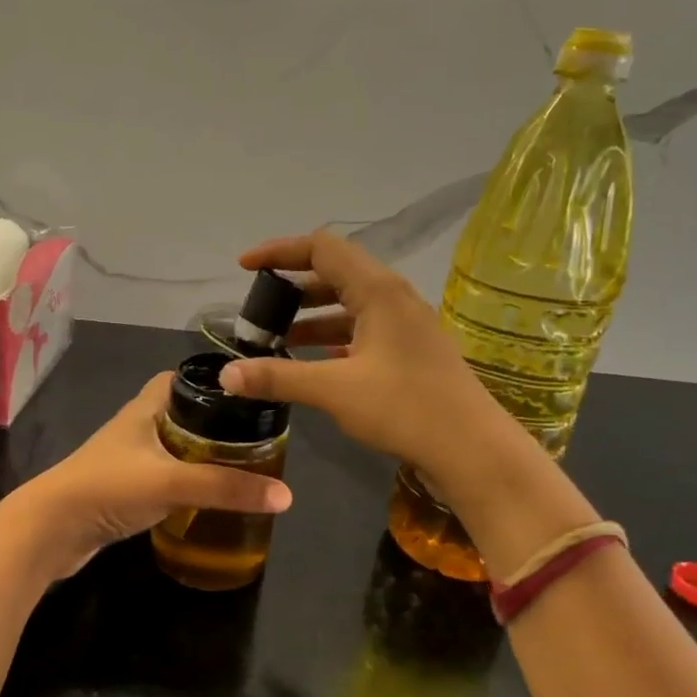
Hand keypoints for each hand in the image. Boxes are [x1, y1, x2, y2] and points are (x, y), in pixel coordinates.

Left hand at [18, 373, 291, 576]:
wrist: (50, 531)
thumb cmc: (108, 488)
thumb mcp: (173, 482)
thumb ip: (227, 488)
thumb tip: (286, 495)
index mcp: (143, 410)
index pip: (177, 380)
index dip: (209, 383)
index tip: (245, 396)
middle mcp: (134, 430)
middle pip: (180, 417)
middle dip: (213, 426)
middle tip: (252, 439)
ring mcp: (125, 462)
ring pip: (171, 451)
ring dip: (199, 457)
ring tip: (239, 469)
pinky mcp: (122, 492)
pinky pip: (161, 480)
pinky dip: (183, 485)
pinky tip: (205, 500)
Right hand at [217, 231, 534, 507]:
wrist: (471, 449)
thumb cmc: (403, 408)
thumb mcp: (333, 390)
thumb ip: (277, 377)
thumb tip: (225, 376)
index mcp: (378, 290)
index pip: (321, 248)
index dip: (279, 252)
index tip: (244, 267)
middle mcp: (394, 297)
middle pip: (335, 273)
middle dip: (292, 286)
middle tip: (259, 309)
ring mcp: (406, 324)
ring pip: (349, 304)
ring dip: (311, 316)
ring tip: (276, 338)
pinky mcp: (410, 350)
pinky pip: (362, 329)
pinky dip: (333, 338)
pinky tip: (313, 362)